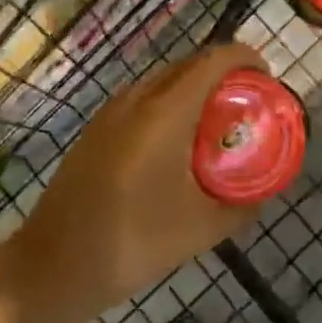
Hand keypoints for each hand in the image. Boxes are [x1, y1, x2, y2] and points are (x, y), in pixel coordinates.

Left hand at [9, 43, 269, 321]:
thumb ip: (240, 208)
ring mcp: (111, 111)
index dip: (245, 58)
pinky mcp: (96, 129)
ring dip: (193, 88)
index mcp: (167, 111)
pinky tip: (174, 143)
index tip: (266, 77)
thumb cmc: (135, 240)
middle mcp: (138, 98)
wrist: (55, 264)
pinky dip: (168, 104)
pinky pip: (142, 99)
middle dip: (222, 73)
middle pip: (189, 64)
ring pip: (162, 80)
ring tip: (215, 122)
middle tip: (247, 102)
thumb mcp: (201, 229)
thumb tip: (263, 196)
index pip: (213, 60)